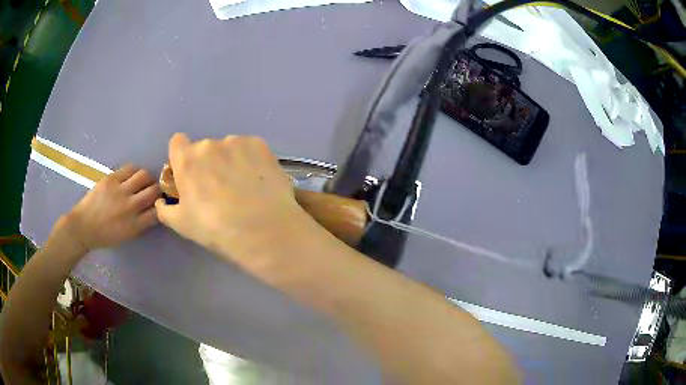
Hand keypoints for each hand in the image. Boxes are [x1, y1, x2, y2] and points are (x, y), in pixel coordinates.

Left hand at [61, 165, 159, 252]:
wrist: (83, 226)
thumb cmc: (105, 235)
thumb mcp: (126, 236)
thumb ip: (141, 223)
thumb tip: (153, 210)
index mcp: (135, 225)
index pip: (158, 211)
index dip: (162, 205)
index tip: (161, 204)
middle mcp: (130, 206)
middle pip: (154, 191)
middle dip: (158, 190)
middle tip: (154, 190)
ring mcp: (120, 190)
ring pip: (144, 175)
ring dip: (148, 178)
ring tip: (143, 181)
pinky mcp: (111, 178)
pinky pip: (130, 168)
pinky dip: (135, 171)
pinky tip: (132, 176)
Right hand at [155, 134, 303, 256]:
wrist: (262, 230)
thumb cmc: (215, 229)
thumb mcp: (181, 224)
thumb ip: (165, 209)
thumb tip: (161, 200)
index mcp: (187, 159)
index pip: (177, 143)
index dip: (181, 157)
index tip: (189, 174)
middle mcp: (210, 144)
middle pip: (204, 149)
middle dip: (207, 163)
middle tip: (219, 188)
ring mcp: (237, 142)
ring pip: (228, 148)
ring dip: (230, 161)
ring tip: (242, 187)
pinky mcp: (260, 145)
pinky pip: (249, 148)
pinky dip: (250, 160)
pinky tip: (257, 181)